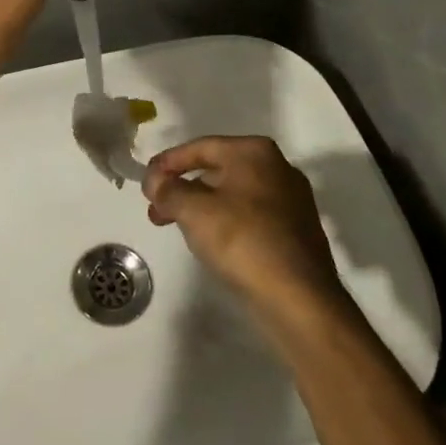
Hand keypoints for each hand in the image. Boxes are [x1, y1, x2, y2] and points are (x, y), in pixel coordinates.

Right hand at [143, 136, 343, 314]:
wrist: (299, 297)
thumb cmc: (242, 241)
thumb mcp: (193, 211)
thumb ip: (168, 190)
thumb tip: (155, 181)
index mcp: (254, 152)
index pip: (200, 147)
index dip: (167, 163)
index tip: (145, 183)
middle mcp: (277, 167)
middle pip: (217, 170)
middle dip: (182, 188)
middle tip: (155, 209)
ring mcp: (290, 199)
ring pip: (232, 194)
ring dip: (200, 207)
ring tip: (176, 227)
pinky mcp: (295, 229)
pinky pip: (250, 216)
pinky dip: (225, 221)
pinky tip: (211, 241)